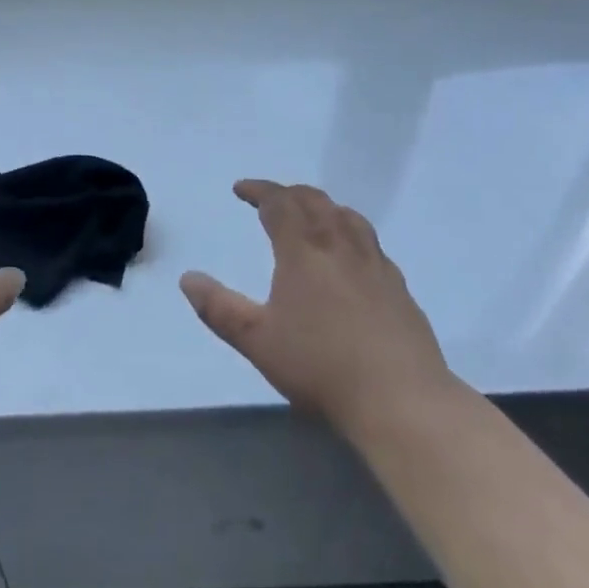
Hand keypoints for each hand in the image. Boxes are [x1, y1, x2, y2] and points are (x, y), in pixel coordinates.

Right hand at [182, 180, 453, 436]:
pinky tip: (351, 256)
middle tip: (271, 200)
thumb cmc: (321, 366)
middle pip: (314, 200)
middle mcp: (339, 244)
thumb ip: (219, 308)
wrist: (401, 398)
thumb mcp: (257, 341)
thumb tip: (187, 278)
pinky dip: (350, 232)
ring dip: (322, 206)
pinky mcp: (398, 285)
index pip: (279, 202)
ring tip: (311, 216)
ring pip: (346, 215)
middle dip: (288, 193)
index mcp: (303, 250)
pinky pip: (370, 241)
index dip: (258, 190)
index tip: (241, 189)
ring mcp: (374, 262)